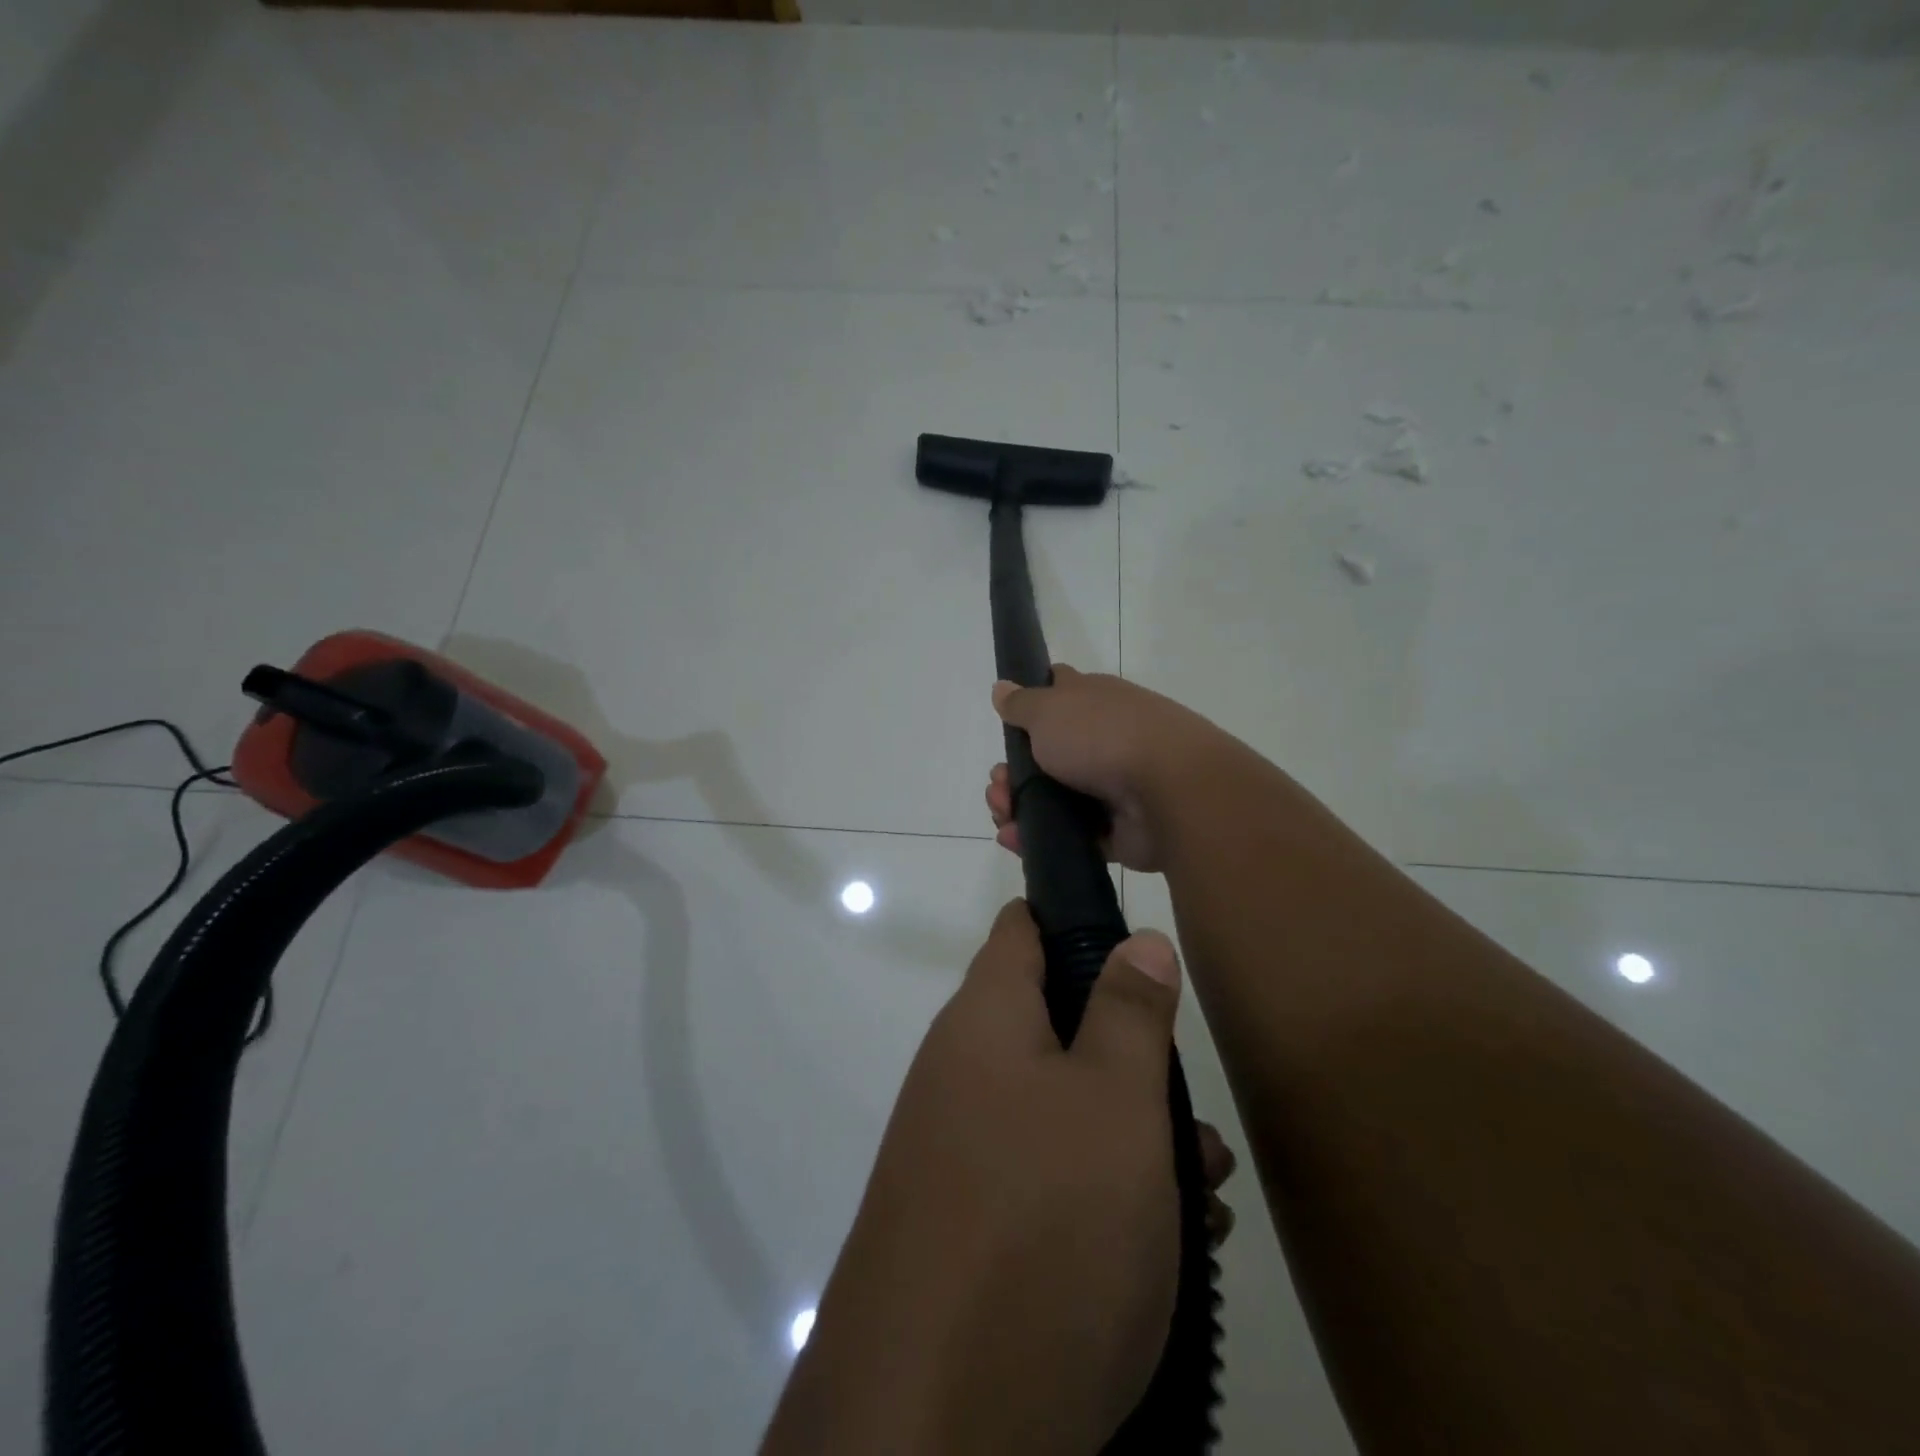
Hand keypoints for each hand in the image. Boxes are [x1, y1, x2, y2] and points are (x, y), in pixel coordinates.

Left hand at [762, 901, 1235, 1455]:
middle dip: (1129, 1055)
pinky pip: (1046, 1177)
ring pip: (1061, 1108)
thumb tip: (1141, 939)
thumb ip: (1130, 1013)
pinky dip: (1104, 1193)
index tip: (1140, 948)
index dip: (1079, 921)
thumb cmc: (1042, 1224)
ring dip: (1132, 1136)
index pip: (1023, 930)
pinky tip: (1168, 1247)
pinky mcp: (970, 1223)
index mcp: (984, 1021)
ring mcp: (962, 1150)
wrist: (933, 1422)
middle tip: (1189, 1107)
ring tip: (1203, 1189)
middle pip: (1054, 1025)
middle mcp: (962, 1073)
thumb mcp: (1112, 1104)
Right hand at [986, 666, 1228, 872]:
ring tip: (1002, 818)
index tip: (1007, 730)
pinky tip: (1014, 839)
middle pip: (1046, 756)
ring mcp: (1111, 787)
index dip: (1029, 709)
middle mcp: (1104, 740)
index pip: (1058, 695)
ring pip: (1053, 799)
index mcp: (1094, 703)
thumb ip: (1022, 703)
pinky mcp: (1116, 831)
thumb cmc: (1103, 736)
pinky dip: (1039, 838)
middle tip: (998, 788)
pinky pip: (1069, 835)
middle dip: (1011, 773)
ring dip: (1018, 807)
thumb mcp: (1049, 708)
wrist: (1170, 791)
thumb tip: (1002, 687)